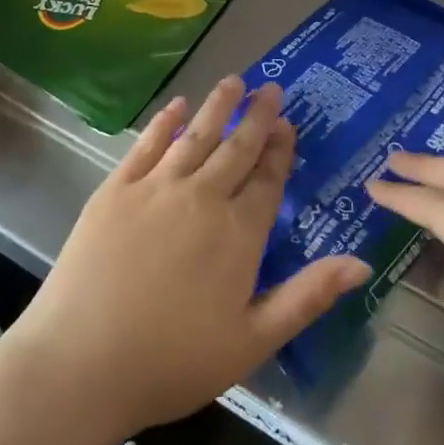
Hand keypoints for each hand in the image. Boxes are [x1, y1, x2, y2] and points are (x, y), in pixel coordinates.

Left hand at [6, 77, 369, 444]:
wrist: (80, 364)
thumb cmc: (172, 361)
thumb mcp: (252, 341)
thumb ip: (308, 297)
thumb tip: (362, 264)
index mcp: (239, 234)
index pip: (268, 180)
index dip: (280, 150)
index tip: (288, 124)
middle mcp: (202, 198)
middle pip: (236, 148)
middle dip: (256, 116)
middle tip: (270, 87)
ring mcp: (155, 189)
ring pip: (195, 135)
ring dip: (217, 106)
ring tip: (233, 81)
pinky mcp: (115, 190)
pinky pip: (147, 145)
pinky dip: (164, 121)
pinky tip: (176, 105)